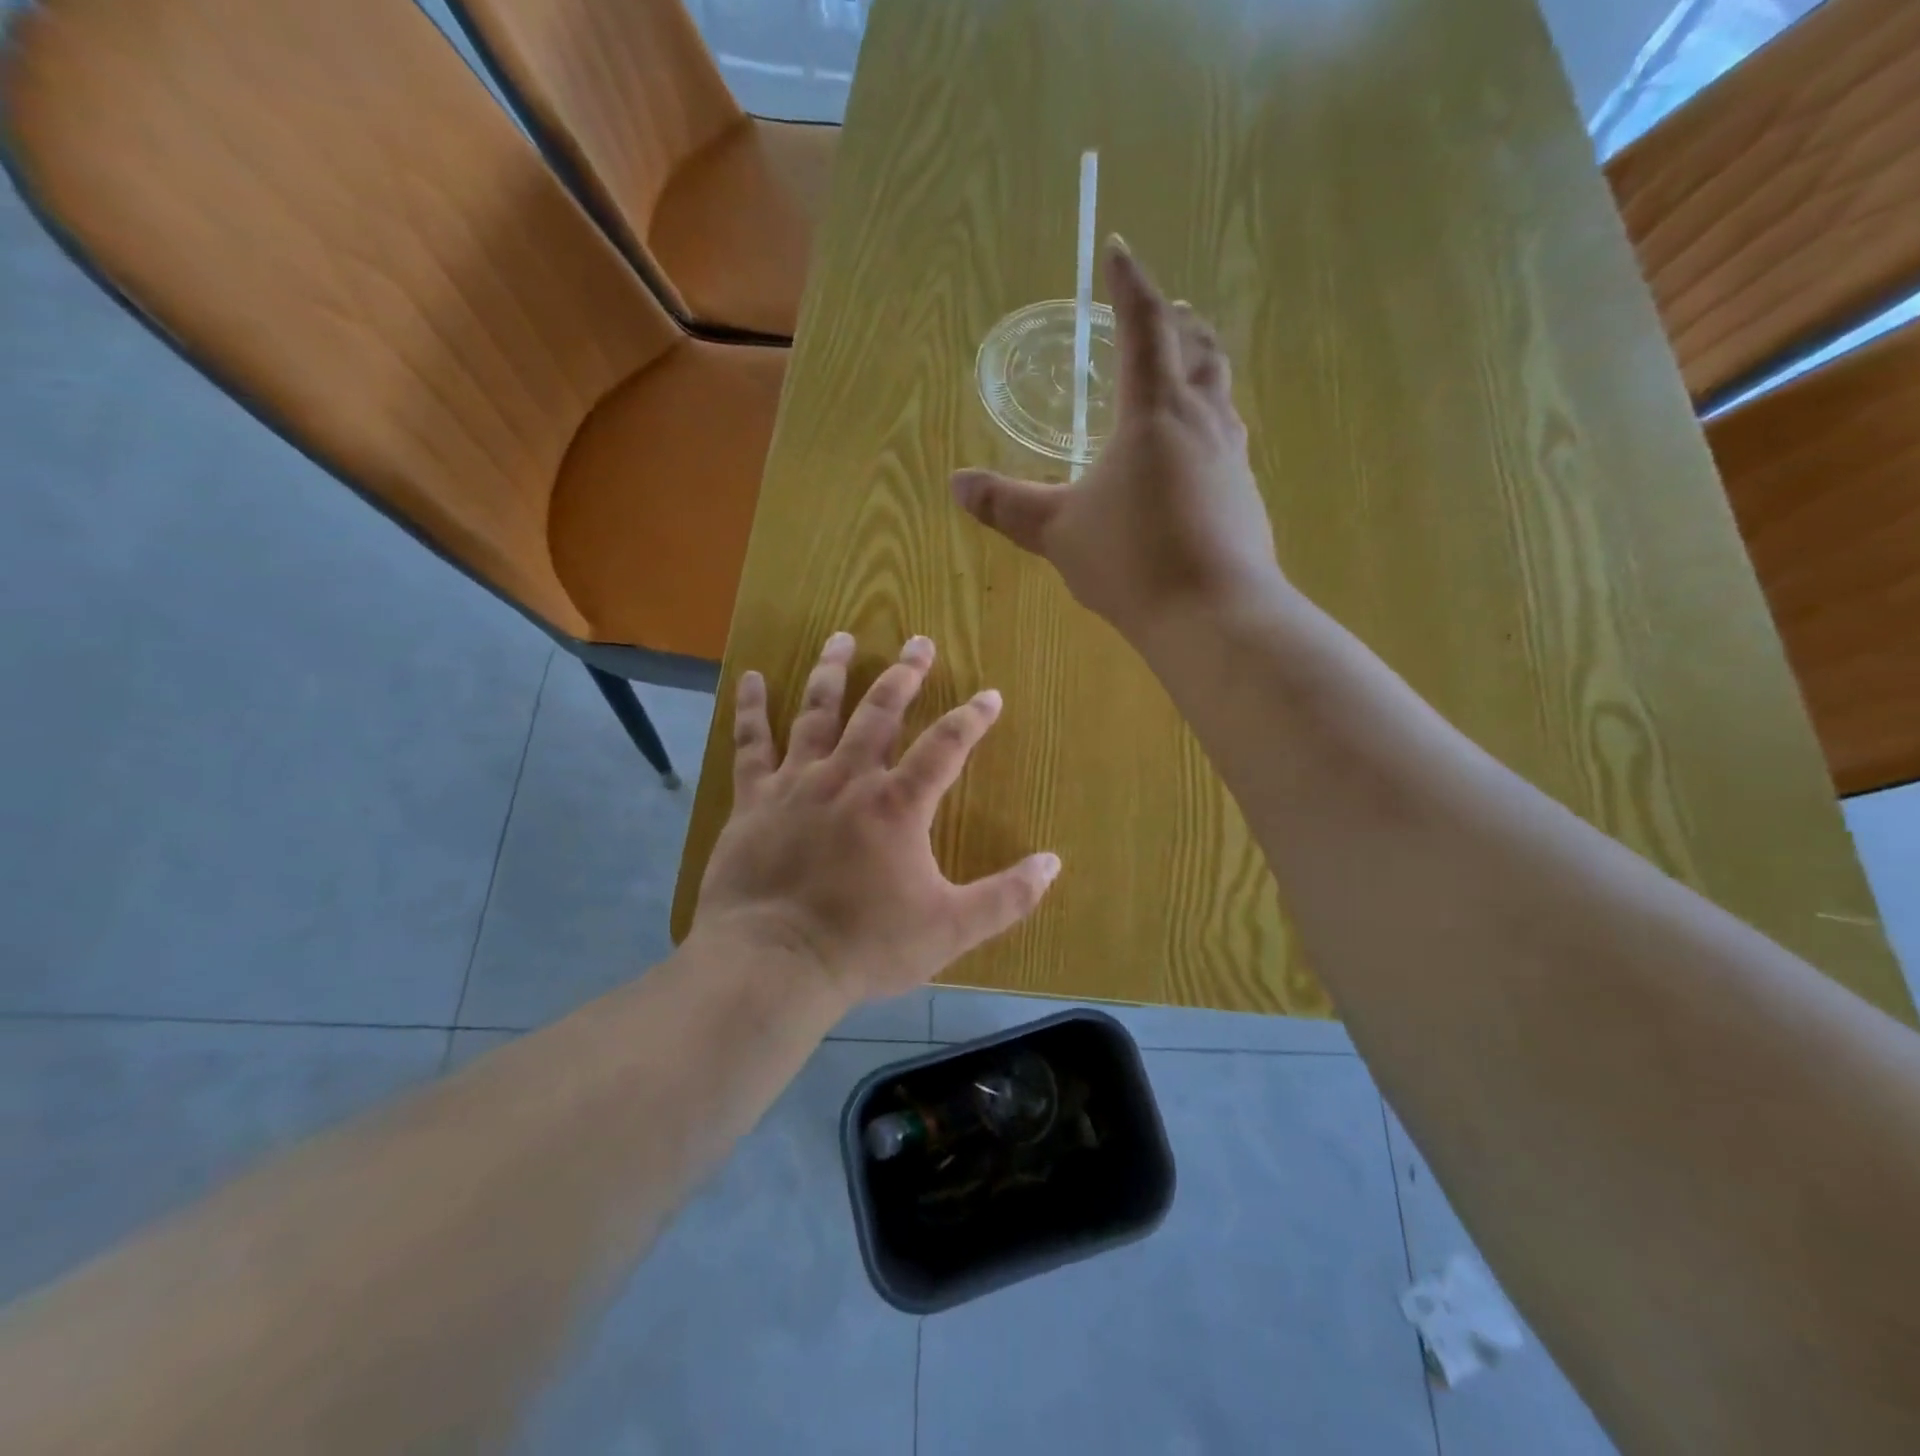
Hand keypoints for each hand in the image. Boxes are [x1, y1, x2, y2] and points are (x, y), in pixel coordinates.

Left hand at [692, 632, 1061, 1005]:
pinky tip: (753, 677)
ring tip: (843, 637)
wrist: (773, 964)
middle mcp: (848, 778)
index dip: (972, 718)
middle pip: (880, 711)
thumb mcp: (950, 928)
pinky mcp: (753, 799)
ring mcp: (796, 783)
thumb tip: (1053, 863)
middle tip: (918, 642)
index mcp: (898, 804)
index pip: (946, 746)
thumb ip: (1006, 896)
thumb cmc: (864, 945)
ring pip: (818, 712)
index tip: (990, 695)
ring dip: (834, 671)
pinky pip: (751, 743)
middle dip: (905, 674)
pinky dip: (751, 708)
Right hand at [952, 239, 1284, 648]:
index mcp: (1153, 410)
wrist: (1214, 614)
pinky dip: (1210, 424)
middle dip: (1177, 322)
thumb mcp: (1057, 531)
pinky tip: (1197, 454)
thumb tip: (956, 483)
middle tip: (1165, 310)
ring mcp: (1232, 458)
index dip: (1128, 284)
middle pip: (1198, 350)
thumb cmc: (1131, 560)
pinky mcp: (1246, 497)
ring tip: (1186, 369)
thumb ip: (1007, 505)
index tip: (1118, 250)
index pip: (1142, 325)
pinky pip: (1229, 440)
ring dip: (1202, 369)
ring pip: (1221, 394)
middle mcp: (1202, 421)